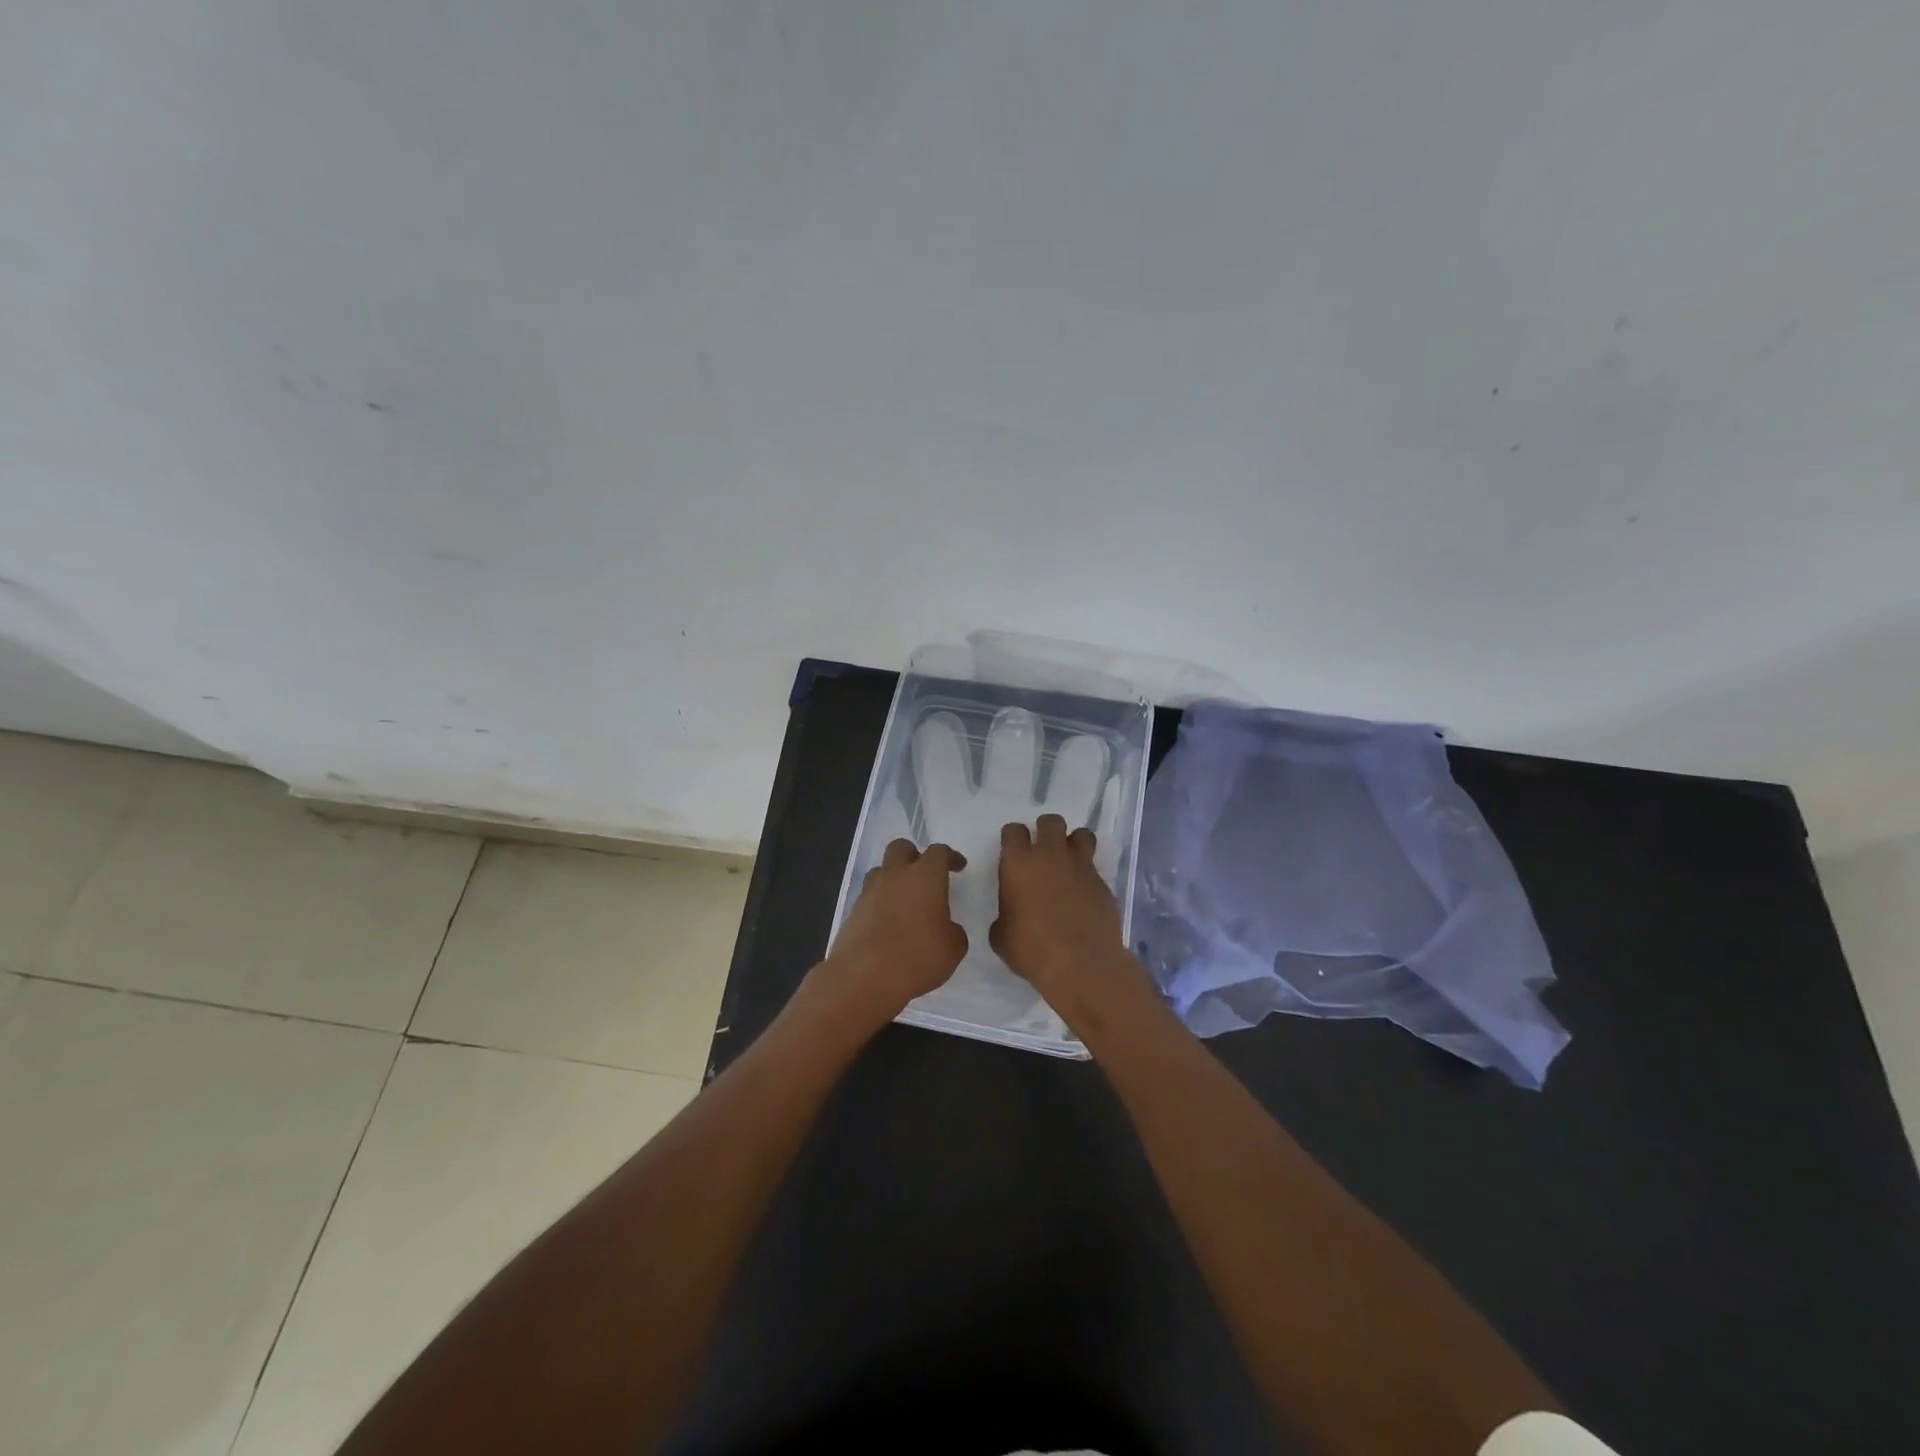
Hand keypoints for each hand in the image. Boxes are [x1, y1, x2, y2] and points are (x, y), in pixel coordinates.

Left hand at [816, 839, 968, 1031]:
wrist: (864, 977)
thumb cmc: (917, 957)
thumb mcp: (953, 948)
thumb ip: (953, 931)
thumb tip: (946, 928)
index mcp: (925, 877)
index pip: (938, 852)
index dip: (950, 857)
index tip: (958, 866)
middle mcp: (895, 876)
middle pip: (901, 848)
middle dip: (914, 855)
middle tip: (925, 874)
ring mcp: (870, 892)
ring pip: (881, 870)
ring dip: (893, 877)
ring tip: (904, 899)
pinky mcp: (853, 911)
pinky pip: (869, 896)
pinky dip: (880, 902)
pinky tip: (888, 923)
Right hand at [992, 815, 1153, 1024]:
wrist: (1080, 963)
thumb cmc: (1031, 949)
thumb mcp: (1001, 936)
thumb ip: (1004, 915)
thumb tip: (1012, 914)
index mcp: (1019, 863)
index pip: (1013, 831)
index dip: (1013, 839)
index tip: (1013, 853)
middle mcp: (1051, 855)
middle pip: (1050, 821)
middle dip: (1045, 831)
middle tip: (1042, 852)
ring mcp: (1081, 866)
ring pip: (1081, 834)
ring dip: (1073, 843)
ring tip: (1068, 863)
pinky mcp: (1102, 883)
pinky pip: (1094, 867)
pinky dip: (1087, 875)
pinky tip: (1083, 895)